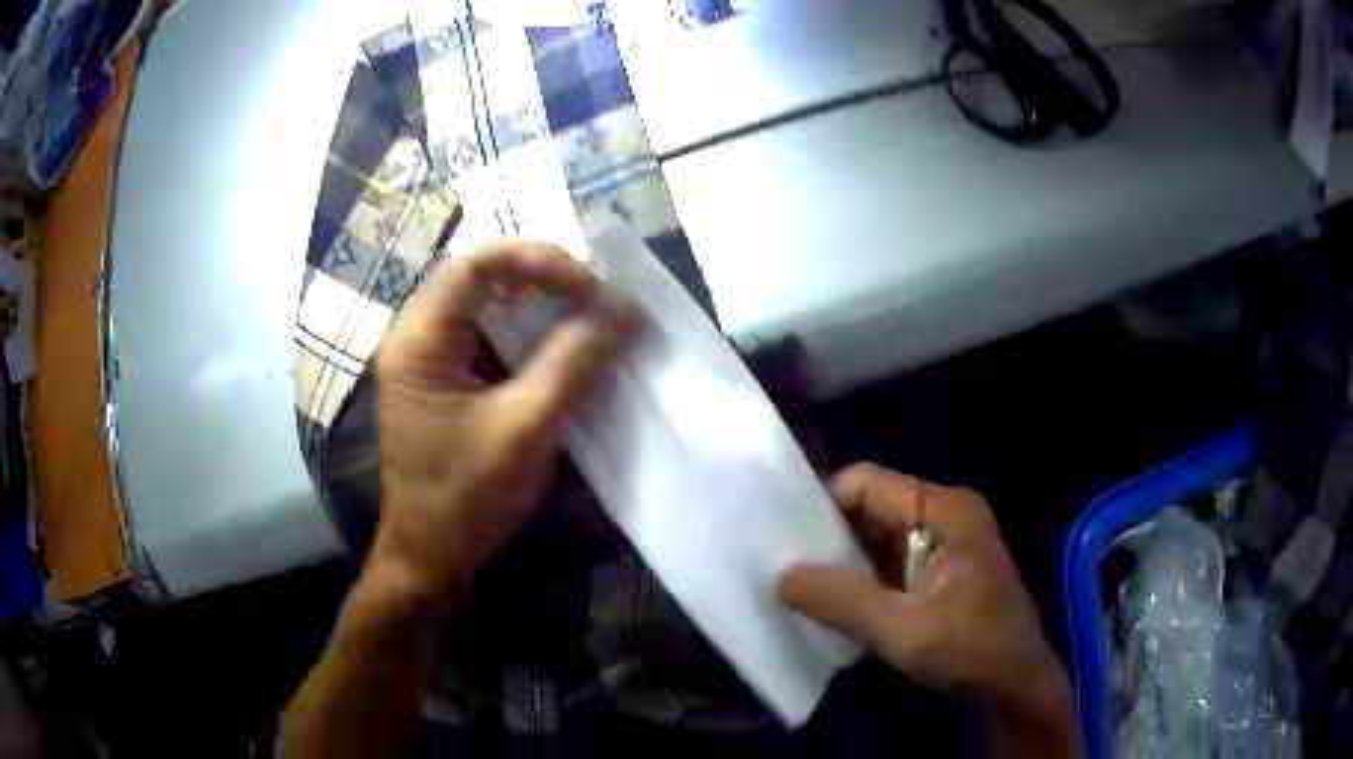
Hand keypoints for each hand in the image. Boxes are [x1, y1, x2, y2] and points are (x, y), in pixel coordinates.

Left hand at [367, 240, 637, 610]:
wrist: (431, 558)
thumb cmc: (466, 498)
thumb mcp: (526, 428)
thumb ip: (575, 362)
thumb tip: (627, 309)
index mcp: (420, 339)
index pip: (479, 263)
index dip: (541, 261)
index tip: (594, 289)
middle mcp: (419, 335)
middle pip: (484, 276)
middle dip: (546, 279)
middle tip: (599, 299)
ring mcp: (432, 357)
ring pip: (491, 304)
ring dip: (543, 306)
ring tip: (592, 317)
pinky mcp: (449, 379)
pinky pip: (493, 337)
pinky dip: (533, 336)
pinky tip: (566, 349)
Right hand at [780, 465, 1074, 742]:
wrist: (1016, 687)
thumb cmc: (972, 650)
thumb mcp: (903, 630)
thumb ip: (842, 601)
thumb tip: (782, 576)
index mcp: (945, 509)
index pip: (866, 484)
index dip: (823, 506)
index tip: (784, 543)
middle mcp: (944, 516)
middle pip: (870, 510)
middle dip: (829, 540)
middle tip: (782, 570)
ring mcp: (943, 546)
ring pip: (876, 541)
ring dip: (843, 567)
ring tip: (799, 592)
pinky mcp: (938, 575)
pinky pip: (888, 567)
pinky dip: (861, 585)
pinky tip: (834, 609)